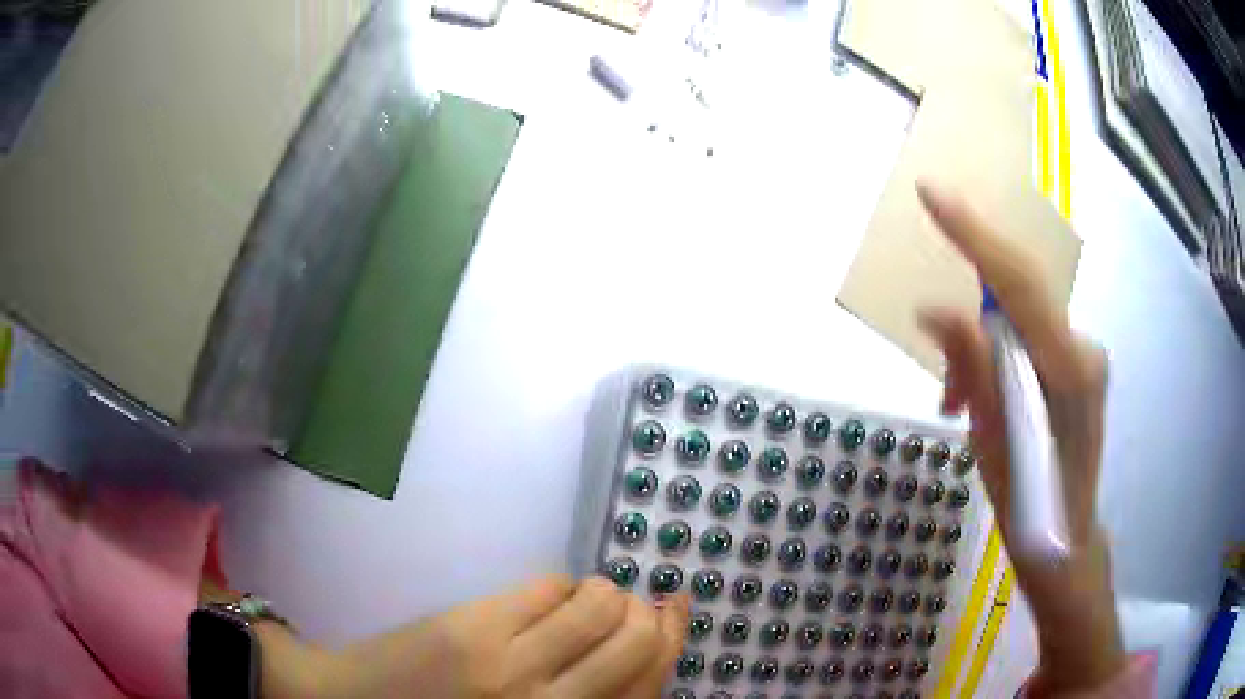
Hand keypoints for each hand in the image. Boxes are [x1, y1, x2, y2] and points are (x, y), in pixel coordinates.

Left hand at [299, 576, 688, 698]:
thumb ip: (578, 698)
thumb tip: (630, 653)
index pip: (646, 685)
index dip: (671, 640)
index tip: (675, 612)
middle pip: (632, 641)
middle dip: (645, 613)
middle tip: (636, 604)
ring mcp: (510, 661)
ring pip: (595, 606)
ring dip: (604, 592)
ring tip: (589, 597)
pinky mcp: (474, 625)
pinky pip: (545, 588)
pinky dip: (561, 584)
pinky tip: (548, 594)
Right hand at [914, 181, 1124, 693]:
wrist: (1065, 537)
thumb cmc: (1029, 504)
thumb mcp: (990, 440)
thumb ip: (971, 367)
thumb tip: (934, 311)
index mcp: (1069, 367)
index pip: (1019, 282)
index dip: (975, 235)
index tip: (932, 193)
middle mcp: (1084, 346)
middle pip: (1019, 298)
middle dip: (971, 324)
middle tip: (949, 387)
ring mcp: (1085, 353)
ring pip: (1020, 323)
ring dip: (982, 354)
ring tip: (957, 406)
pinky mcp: (1078, 364)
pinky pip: (1029, 340)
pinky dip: (997, 361)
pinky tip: (982, 400)